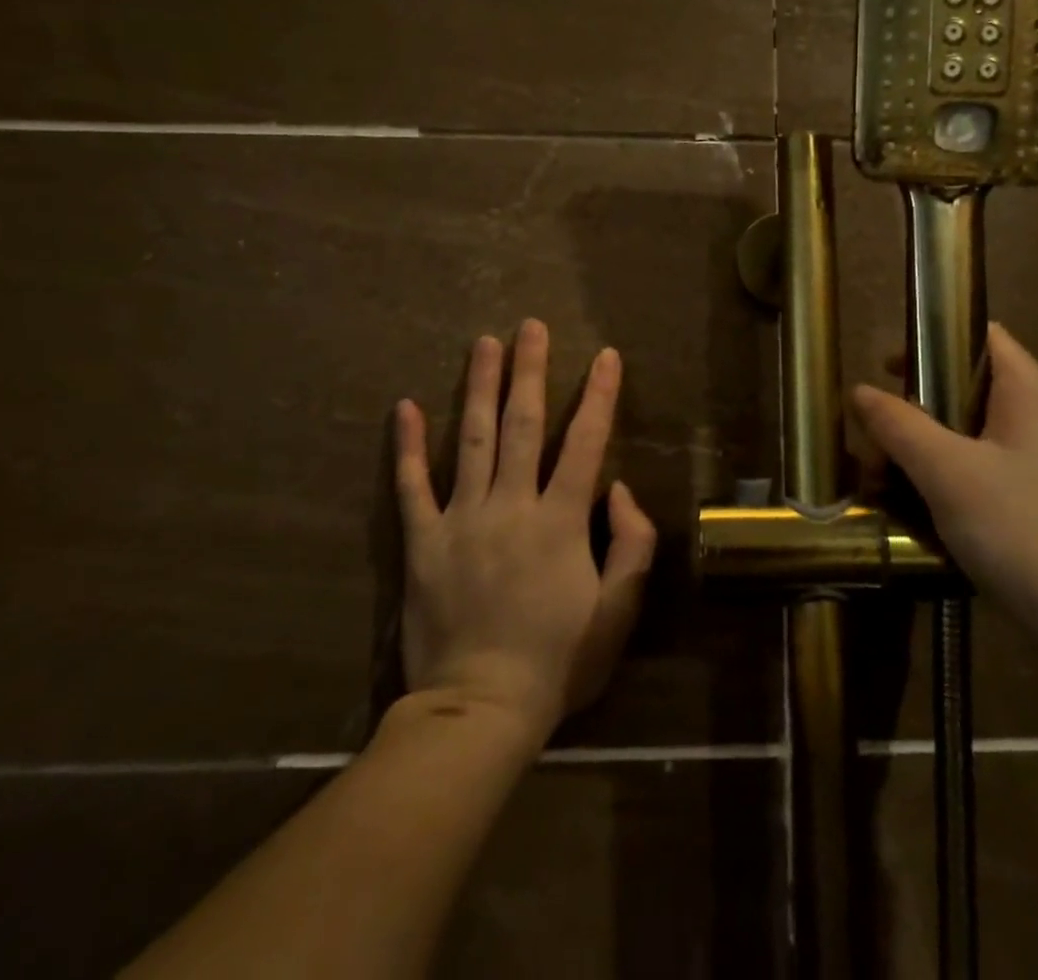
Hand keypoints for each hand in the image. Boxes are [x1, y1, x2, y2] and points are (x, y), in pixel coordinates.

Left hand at [395, 320, 657, 739]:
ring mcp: (461, 520)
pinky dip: (408, 446)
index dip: (599, 395)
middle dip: (530, 371)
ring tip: (483, 344)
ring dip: (479, 389)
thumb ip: (631, 544)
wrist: (480, 709)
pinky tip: (406, 406)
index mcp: (560, 520)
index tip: (605, 355)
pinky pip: (411, 486)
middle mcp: (511, 505)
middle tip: (529, 326)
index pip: (585, 442)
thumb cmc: (558, 661)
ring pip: (472, 440)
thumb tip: (619, 489)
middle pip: (523, 425)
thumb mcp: (618, 610)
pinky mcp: (423, 542)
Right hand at [852, 323, 1037, 654]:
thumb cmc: (1024, 531)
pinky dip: (943, 477)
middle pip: (965, 386)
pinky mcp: (1036, 499)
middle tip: (874, 438)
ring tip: (883, 481)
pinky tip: (916, 509)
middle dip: (913, 407)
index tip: (886, 366)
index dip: (932, 338)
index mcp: (1028, 391)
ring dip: (921, 449)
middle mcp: (1037, 415)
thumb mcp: (948, 473)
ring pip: (966, 433)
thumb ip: (900, 425)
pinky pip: (978, 469)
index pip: (980, 334)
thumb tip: (860, 391)